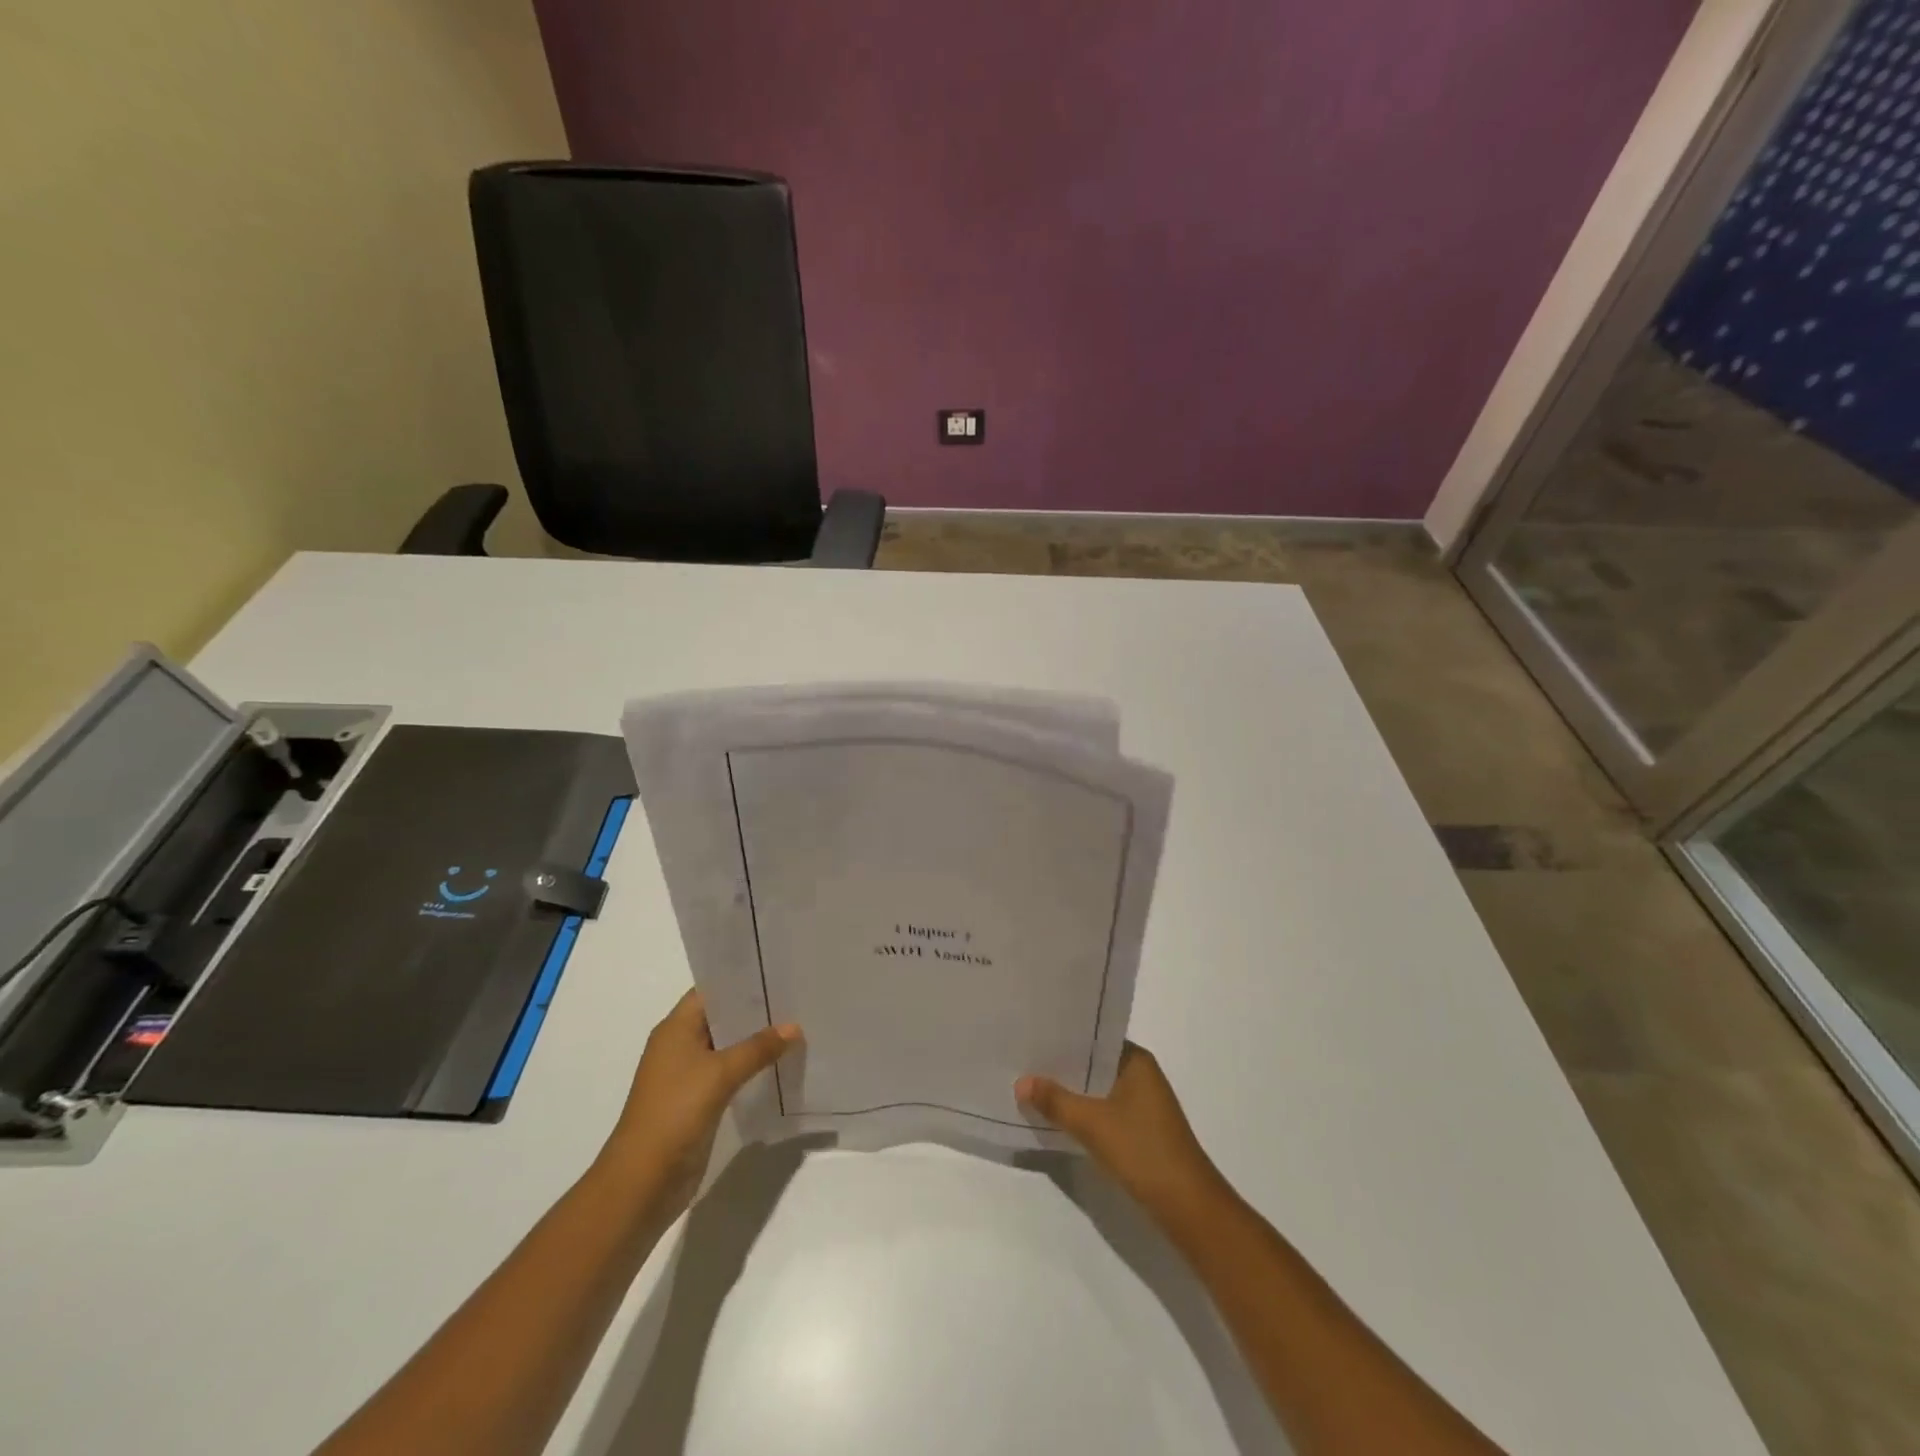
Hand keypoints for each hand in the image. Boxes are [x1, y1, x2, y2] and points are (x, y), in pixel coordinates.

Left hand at [598, 989, 800, 1221]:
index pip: (711, 991)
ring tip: (796, 1027)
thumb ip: (757, 1048)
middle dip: (755, 1010)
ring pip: (727, 1047)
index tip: (777, 971)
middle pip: (722, 1018)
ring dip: (756, 1041)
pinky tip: (779, 1065)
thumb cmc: (675, 1112)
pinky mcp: (697, 1102)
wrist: (642, 1182)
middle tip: (796, 998)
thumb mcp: (719, 1074)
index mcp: (675, 1028)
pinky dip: (751, 1068)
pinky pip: (729, 1074)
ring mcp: (687, 1075)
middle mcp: (679, 1046)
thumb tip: (794, 1027)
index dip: (741, 979)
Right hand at [1017, 1043, 1231, 1231]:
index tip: (1031, 1032)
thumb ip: (1056, 1101)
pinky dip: (1081, 1111)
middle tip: (1022, 1058)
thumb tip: (1021, 1081)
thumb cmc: (1143, 1151)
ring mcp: (1141, 1103)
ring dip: (1070, 1090)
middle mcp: (1140, 1075)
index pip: (1094, 1037)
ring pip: (1096, 1088)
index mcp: (1136, 1061)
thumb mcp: (1093, 1124)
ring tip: (1030, 1084)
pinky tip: (1056, 1115)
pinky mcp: (1138, 1129)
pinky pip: (1102, 1109)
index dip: (1063, 1035)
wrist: (1187, 1207)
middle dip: (1061, 1064)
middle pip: (1093, 1063)